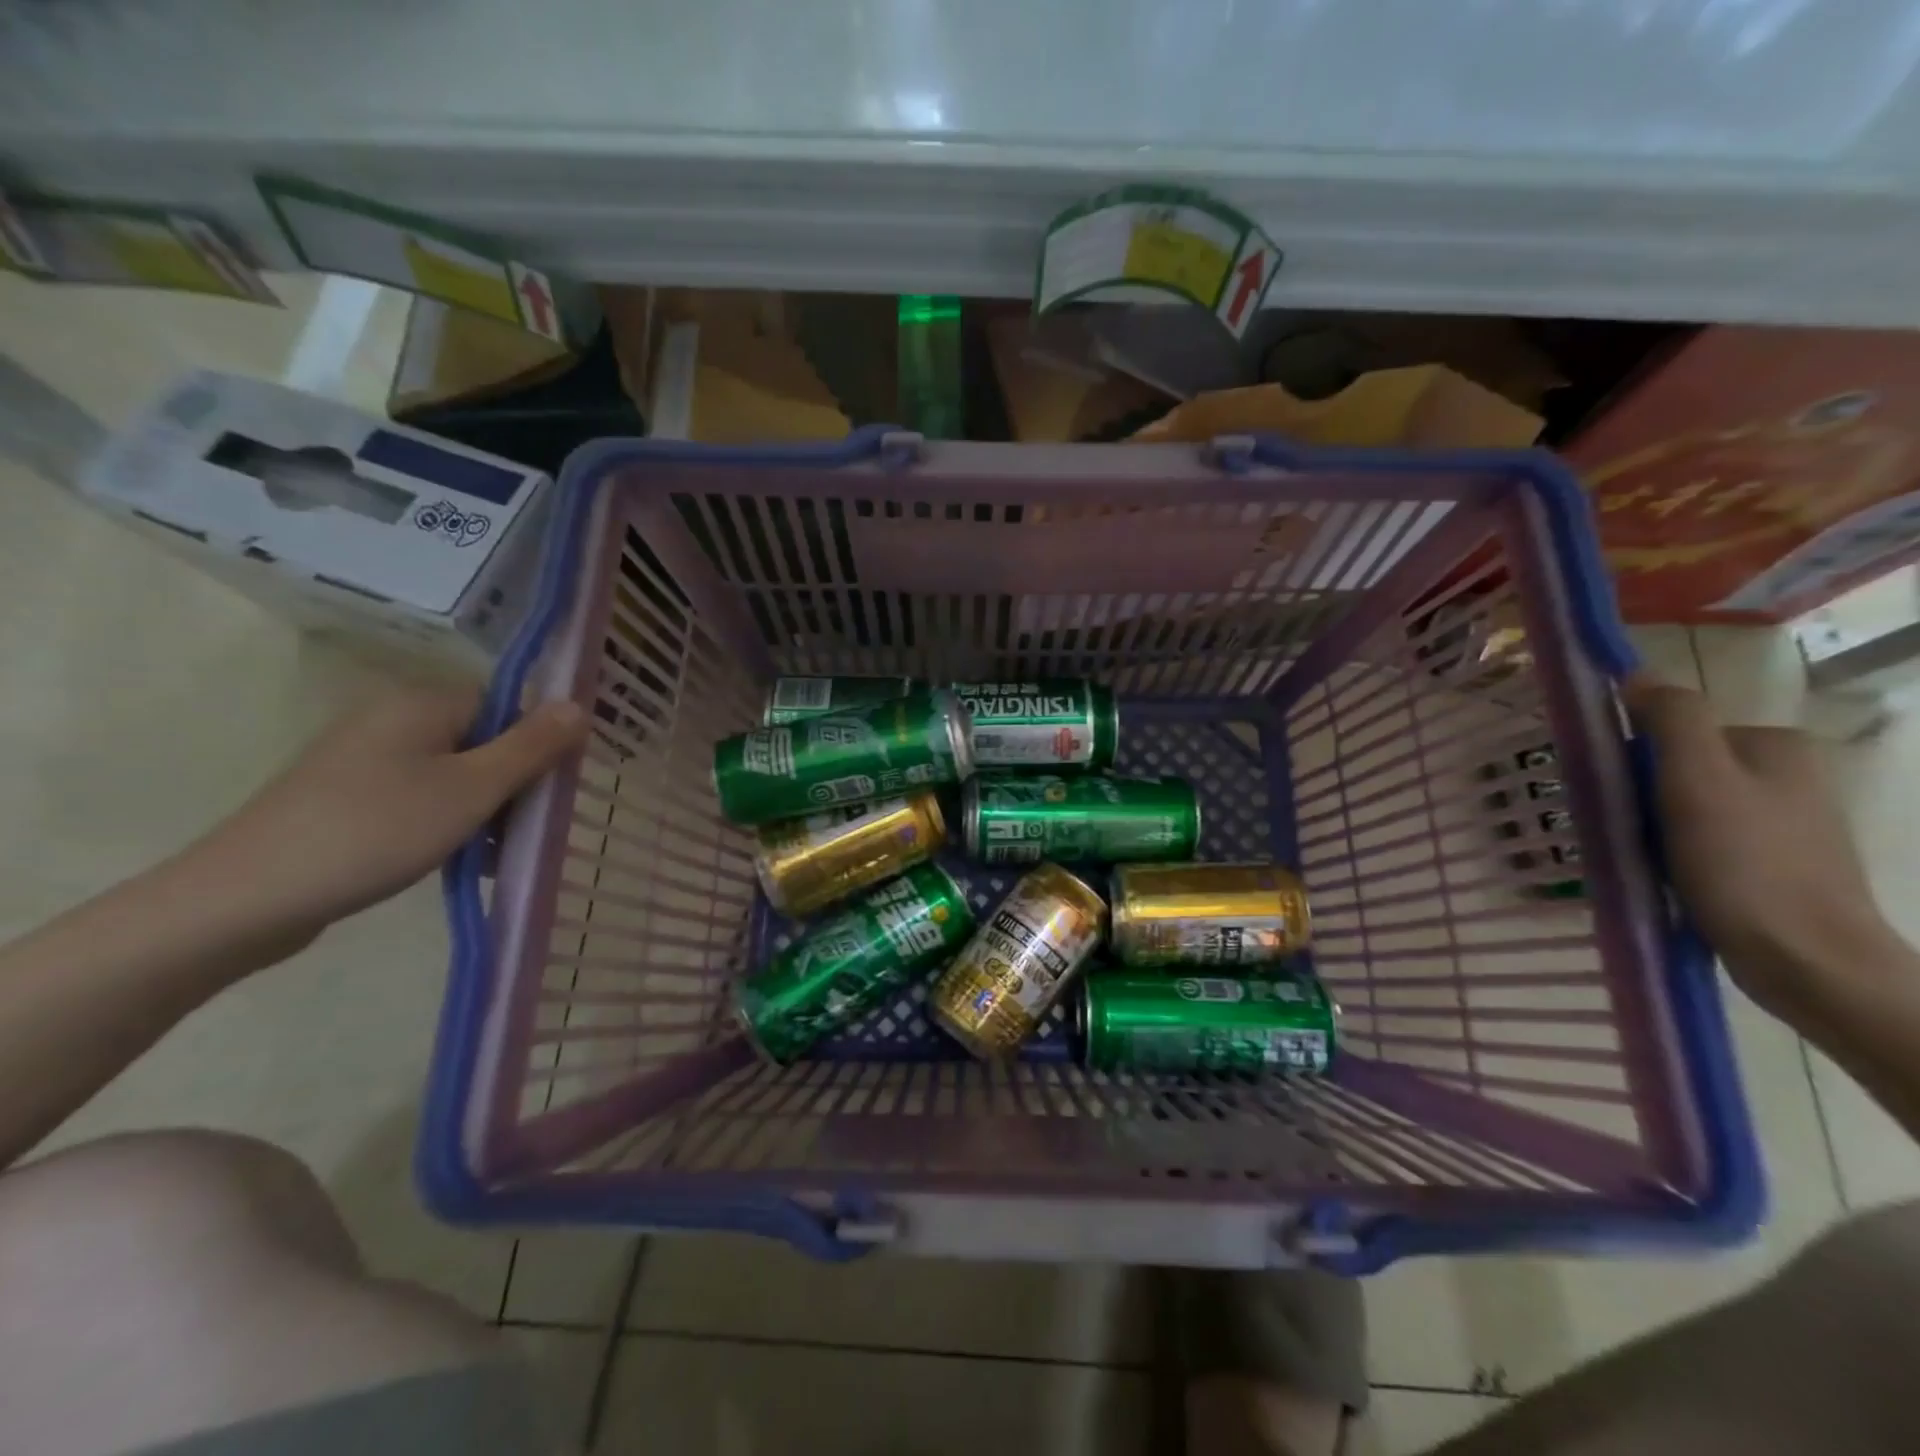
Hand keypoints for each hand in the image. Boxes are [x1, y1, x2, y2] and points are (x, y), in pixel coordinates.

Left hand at [183, 686, 587, 952]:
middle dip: (513, 782)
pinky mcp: (346, 797)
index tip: (552, 787)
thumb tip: (578, 704)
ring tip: (496, 854)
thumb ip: (532, 747)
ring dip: (484, 809)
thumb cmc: (377, 831)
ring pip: (454, 774)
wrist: (246, 898)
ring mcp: (364, 759)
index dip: (537, 742)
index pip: (506, 705)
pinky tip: (458, 860)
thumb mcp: (472, 789)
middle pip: (482, 740)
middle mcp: (393, 720)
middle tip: (528, 827)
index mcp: (423, 704)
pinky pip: (420, 798)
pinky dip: (447, 823)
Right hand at [1624, 673, 1896, 1019]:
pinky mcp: (1776, 862)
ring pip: (1687, 805)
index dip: (1632, 758)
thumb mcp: (1697, 779)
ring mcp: (1786, 821)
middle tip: (1626, 830)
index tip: (1615, 794)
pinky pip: (1703, 839)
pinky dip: (1674, 852)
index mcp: (1774, 744)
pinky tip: (1666, 876)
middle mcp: (1788, 774)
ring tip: (1642, 857)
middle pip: (1679, 767)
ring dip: (1652, 826)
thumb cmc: (1744, 863)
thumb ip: (1672, 718)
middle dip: (1640, 795)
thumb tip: (1635, 675)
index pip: (1673, 732)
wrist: (1805, 960)